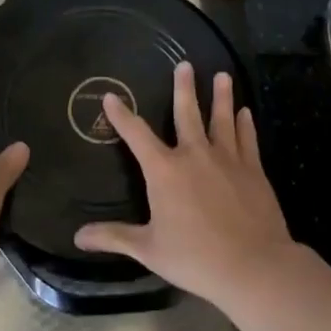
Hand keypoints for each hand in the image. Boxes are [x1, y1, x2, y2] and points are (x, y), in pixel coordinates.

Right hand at [75, 61, 294, 307]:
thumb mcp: (148, 249)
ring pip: (222, 119)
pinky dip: (245, 124)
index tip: (111, 96)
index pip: (137, 135)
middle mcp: (195, 155)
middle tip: (185, 65)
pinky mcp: (252, 170)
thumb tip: (77, 237)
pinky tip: (245, 113)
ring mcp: (227, 160)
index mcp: (165, 171)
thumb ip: (114, 237)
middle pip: (187, 114)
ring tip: (222, 75)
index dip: (122, 115)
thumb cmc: (195, 257)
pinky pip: (247, 139)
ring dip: (221, 97)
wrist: (253, 266)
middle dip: (184, 88)